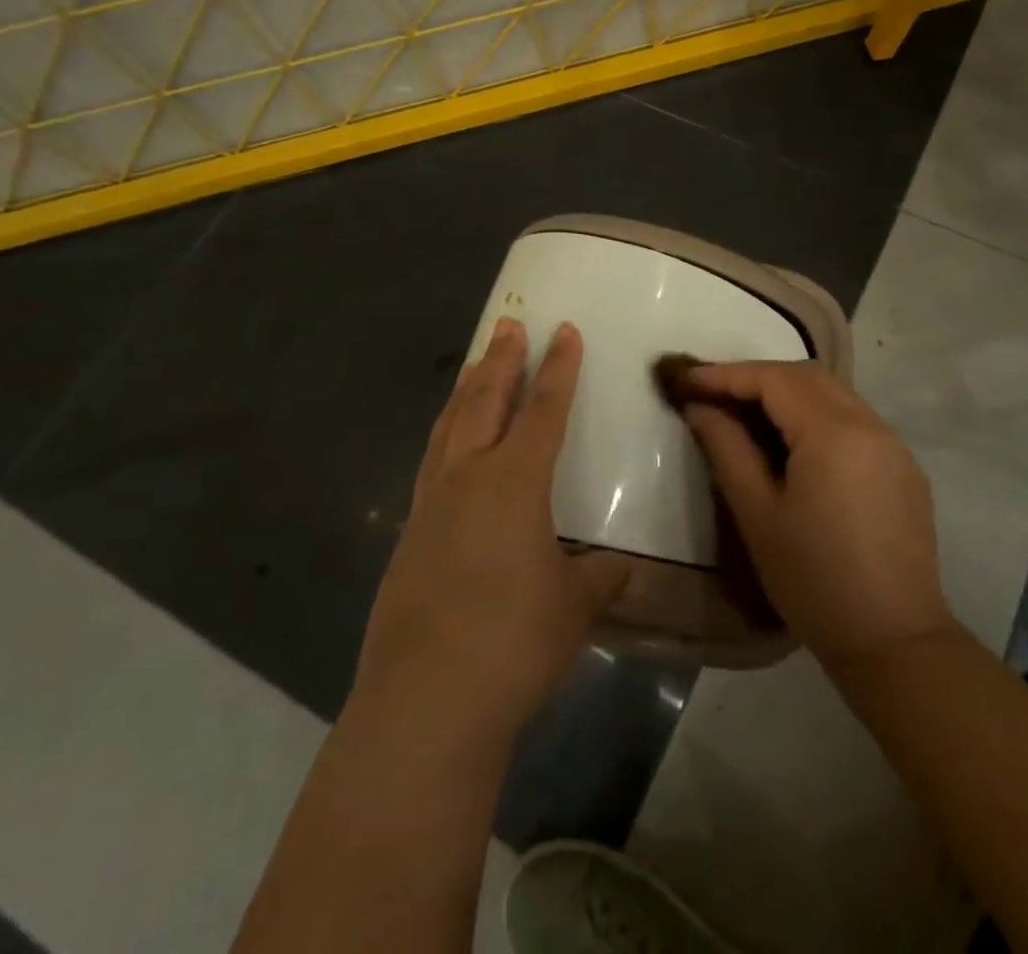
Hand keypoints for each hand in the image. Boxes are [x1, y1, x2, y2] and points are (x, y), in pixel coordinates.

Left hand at [355, 319, 627, 741]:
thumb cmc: (513, 643)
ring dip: (467, 390)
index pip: (543, 409)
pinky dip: (444, 437)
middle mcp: (468, 478)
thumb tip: (620, 566)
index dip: (559, 368)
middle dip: (502, 360)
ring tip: (476, 364)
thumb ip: (599, 577)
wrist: (425, 702)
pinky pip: (430, 464)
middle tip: (509, 323)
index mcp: (515, 481)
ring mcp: (431, 505)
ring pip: (449, 427)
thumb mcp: (575, 607)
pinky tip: (447, 446)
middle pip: (486, 401)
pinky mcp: (407, 537)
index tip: (565, 330)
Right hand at [682, 361, 953, 667]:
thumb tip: (700, 407)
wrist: (895, 643)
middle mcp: (870, 424)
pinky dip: (816, 414)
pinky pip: (854, 418)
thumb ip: (727, 449)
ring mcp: (894, 444)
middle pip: (806, 376)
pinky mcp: (903, 466)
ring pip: (833, 393)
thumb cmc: (814, 581)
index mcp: (834, 433)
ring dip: (788, 392)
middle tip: (714, 393)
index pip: (774, 379)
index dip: (727, 374)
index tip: (688, 379)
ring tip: (746, 413)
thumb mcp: (758, 515)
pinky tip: (793, 441)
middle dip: (757, 377)